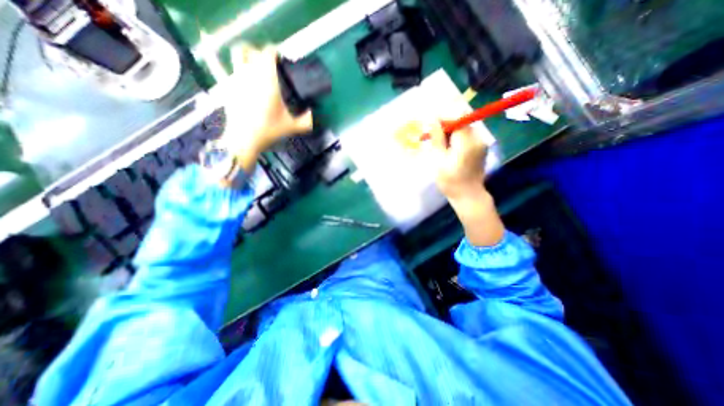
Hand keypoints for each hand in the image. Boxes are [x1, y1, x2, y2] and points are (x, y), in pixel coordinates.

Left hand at [217, 44, 314, 171]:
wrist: (243, 139)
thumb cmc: (269, 130)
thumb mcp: (291, 127)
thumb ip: (305, 121)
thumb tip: (312, 113)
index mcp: (267, 80)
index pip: (268, 53)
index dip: (274, 52)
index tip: (281, 58)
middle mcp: (250, 74)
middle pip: (251, 50)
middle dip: (261, 53)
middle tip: (270, 62)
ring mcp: (237, 79)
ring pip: (238, 55)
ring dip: (248, 55)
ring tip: (256, 65)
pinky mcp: (229, 86)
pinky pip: (234, 70)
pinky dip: (242, 70)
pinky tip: (249, 83)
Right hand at [429, 122, 505, 245]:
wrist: (468, 196)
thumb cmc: (450, 181)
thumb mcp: (438, 160)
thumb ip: (437, 138)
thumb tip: (432, 119)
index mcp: (467, 141)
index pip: (457, 117)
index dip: (443, 118)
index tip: (430, 127)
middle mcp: (478, 138)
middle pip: (461, 122)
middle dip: (445, 127)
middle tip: (432, 139)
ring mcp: (481, 143)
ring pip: (463, 129)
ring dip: (449, 134)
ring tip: (440, 148)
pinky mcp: (481, 148)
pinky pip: (467, 137)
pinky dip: (456, 140)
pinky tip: (449, 152)